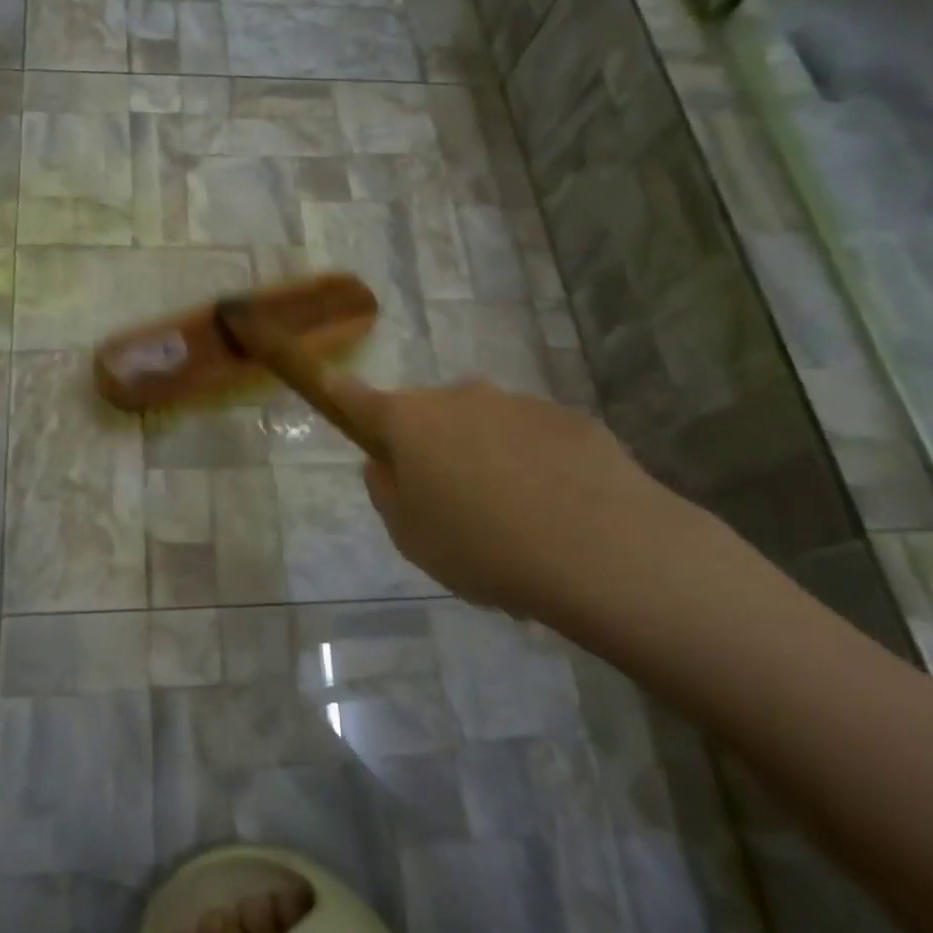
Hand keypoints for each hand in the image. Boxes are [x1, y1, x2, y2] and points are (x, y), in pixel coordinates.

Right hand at [328, 375, 705, 630]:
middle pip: (428, 415)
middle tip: (447, 501)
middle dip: (429, 445)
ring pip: (482, 425)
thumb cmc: (482, 546)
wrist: (604, 550)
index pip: (358, 398)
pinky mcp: (568, 418)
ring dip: (482, 456)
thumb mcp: (411, 536)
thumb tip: (386, 463)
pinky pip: (531, 438)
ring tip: (511, 518)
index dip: (339, 393)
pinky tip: (554, 512)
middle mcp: (459, 397)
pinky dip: (530, 463)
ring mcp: (517, 403)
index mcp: (410, 422)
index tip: (328, 382)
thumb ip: (387, 492)